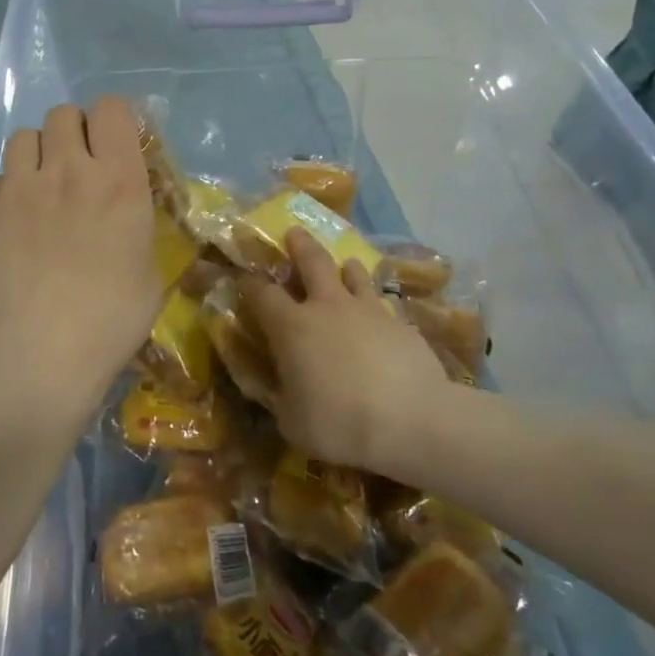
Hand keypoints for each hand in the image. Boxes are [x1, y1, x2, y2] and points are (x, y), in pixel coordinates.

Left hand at [0, 97, 158, 419]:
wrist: (34, 357)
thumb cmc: (108, 322)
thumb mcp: (150, 274)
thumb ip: (137, 229)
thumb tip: (125, 218)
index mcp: (118, 181)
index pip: (111, 108)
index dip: (114, 121)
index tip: (117, 146)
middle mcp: (66, 171)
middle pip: (64, 113)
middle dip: (75, 131)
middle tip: (80, 167)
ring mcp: (18, 189)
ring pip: (24, 136)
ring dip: (39, 152)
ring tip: (44, 187)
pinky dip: (11, 188)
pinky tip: (17, 222)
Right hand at [243, 229, 447, 472]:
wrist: (410, 420)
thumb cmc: (338, 423)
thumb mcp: (292, 422)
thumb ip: (280, 398)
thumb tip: (276, 389)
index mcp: (292, 327)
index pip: (262, 294)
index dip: (250, 283)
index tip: (244, 277)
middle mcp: (327, 307)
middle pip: (311, 262)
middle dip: (299, 245)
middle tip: (294, 232)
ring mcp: (367, 310)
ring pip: (353, 273)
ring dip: (345, 267)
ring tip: (345, 265)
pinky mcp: (400, 323)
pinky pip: (382, 303)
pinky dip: (375, 303)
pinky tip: (380, 315)